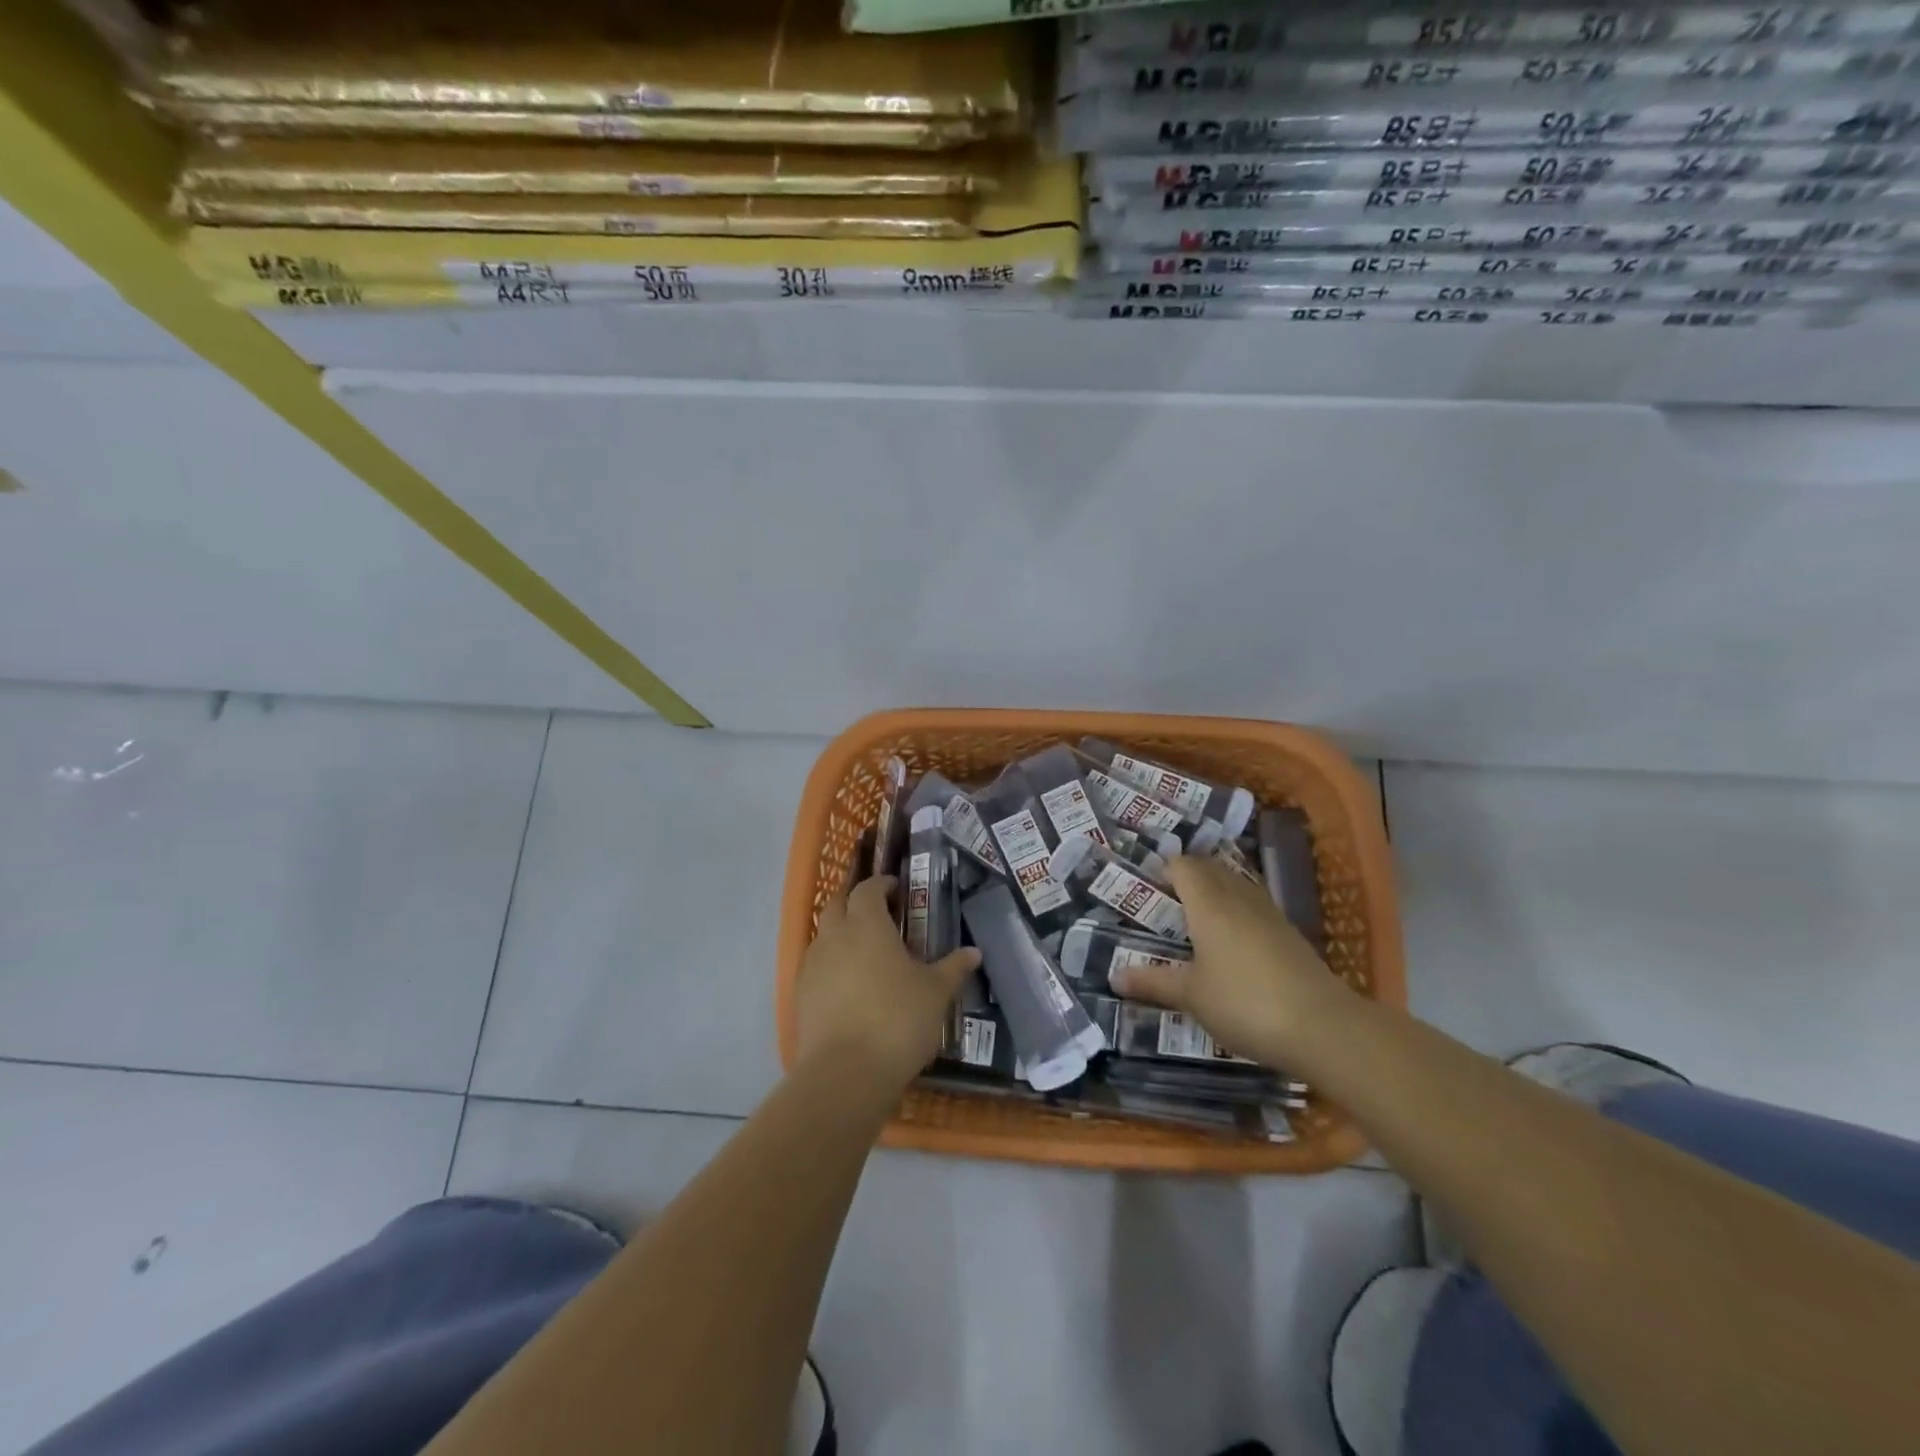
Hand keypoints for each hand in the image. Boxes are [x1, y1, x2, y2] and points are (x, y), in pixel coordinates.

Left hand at [795, 876, 980, 1089]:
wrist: (845, 1073)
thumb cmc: (897, 1020)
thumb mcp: (935, 993)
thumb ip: (953, 968)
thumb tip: (973, 952)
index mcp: (866, 924)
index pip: (868, 888)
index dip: (881, 884)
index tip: (896, 888)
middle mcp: (834, 936)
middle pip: (837, 904)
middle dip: (855, 902)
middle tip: (879, 913)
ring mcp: (812, 965)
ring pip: (823, 935)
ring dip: (840, 933)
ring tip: (865, 951)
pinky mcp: (800, 995)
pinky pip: (816, 966)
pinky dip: (831, 964)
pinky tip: (848, 985)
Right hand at [1109, 855, 1348, 1067]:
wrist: (1323, 1028)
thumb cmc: (1244, 1002)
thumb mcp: (1191, 995)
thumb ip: (1153, 982)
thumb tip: (1114, 976)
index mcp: (1209, 903)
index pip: (1183, 865)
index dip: (1163, 870)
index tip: (1145, 889)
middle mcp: (1239, 898)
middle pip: (1210, 869)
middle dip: (1187, 878)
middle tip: (1165, 904)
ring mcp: (1270, 914)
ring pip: (1236, 887)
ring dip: (1215, 894)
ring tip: (1195, 922)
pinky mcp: (1290, 935)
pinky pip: (1254, 909)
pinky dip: (1237, 915)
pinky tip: (1231, 946)